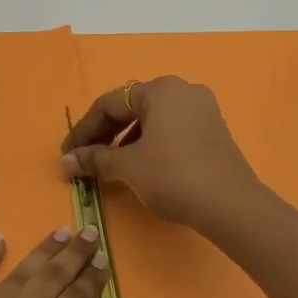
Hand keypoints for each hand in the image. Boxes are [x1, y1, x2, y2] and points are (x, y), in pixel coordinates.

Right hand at [60, 76, 263, 232]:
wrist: (232, 206)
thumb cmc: (173, 177)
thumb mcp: (127, 167)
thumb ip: (94, 159)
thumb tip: (65, 161)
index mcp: (159, 90)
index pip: (108, 105)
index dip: (83, 131)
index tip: (67, 155)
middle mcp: (181, 90)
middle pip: (130, 108)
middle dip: (104, 134)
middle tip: (85, 159)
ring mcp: (202, 109)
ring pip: (151, 119)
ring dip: (125, 140)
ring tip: (111, 166)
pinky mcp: (213, 130)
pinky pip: (171, 130)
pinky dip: (150, 144)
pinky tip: (141, 166)